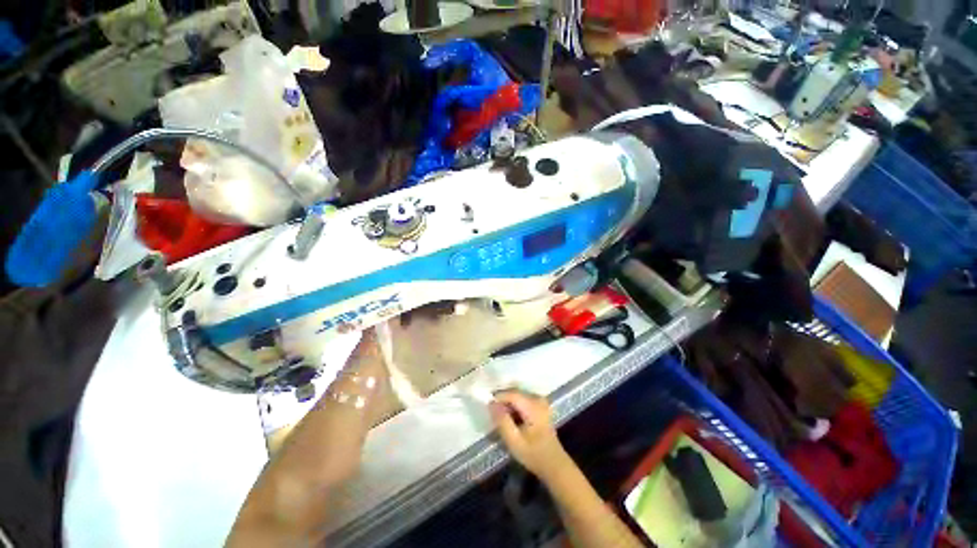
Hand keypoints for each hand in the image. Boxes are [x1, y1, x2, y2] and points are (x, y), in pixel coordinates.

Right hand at [490, 390, 571, 480]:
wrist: (554, 465)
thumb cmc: (534, 455)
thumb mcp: (514, 442)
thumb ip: (502, 421)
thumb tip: (491, 403)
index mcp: (533, 405)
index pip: (511, 394)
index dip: (497, 397)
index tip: (486, 405)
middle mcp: (537, 398)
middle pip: (514, 392)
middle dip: (502, 400)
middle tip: (490, 411)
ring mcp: (540, 401)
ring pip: (517, 395)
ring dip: (507, 403)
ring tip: (498, 415)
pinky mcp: (540, 406)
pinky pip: (523, 399)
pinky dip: (514, 406)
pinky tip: (509, 417)